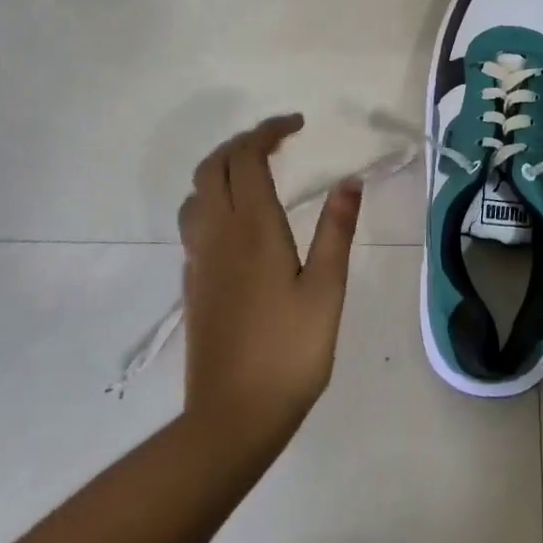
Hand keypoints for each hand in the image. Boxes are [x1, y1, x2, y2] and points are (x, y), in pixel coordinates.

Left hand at [178, 115, 361, 457]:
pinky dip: (213, 199)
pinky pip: (194, 221)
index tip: (298, 124)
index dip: (269, 130)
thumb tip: (349, 182)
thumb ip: (336, 230)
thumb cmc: (290, 351)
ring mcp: (199, 258)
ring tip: (257, 173)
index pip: (248, 156)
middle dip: (243, 142)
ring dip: (223, 168)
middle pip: (214, 165)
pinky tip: (239, 221)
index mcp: (253, 227)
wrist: (231, 418)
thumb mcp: (327, 289)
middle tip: (279, 142)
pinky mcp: (193, 282)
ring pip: (197, 192)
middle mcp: (218, 233)